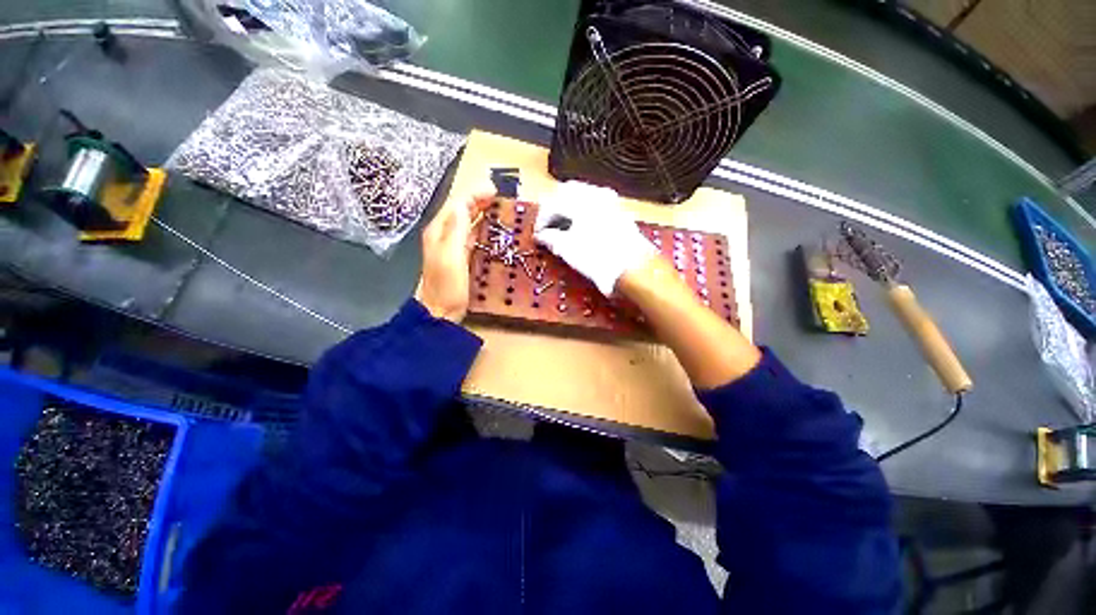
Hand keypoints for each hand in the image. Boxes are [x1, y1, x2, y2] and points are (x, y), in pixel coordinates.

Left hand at [415, 196, 488, 321]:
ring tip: (499, 208)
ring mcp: (452, 246)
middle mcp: (444, 235)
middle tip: (499, 196)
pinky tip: (492, 230)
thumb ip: (456, 229)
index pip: (457, 204)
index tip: (494, 190)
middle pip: (461, 211)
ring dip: (481, 213)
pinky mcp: (461, 257)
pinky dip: (482, 229)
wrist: (441, 311)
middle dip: (478, 200)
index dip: (474, 194)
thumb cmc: (446, 285)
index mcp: (439, 231)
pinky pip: (472, 236)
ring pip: (467, 222)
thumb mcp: (451, 256)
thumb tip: (464, 204)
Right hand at [534, 181, 655, 295]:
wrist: (633, 268)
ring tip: (564, 228)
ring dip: (569, 208)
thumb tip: (541, 236)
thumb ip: (550, 238)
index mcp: (579, 200)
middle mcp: (595, 194)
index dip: (541, 219)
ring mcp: (610, 201)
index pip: (552, 202)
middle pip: (567, 192)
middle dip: (555, 208)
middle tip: (549, 226)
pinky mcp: (619, 211)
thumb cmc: (597, 257)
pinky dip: (584, 211)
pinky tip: (582, 227)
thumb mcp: (567, 249)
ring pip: (583, 195)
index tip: (538, 234)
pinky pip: (596, 203)